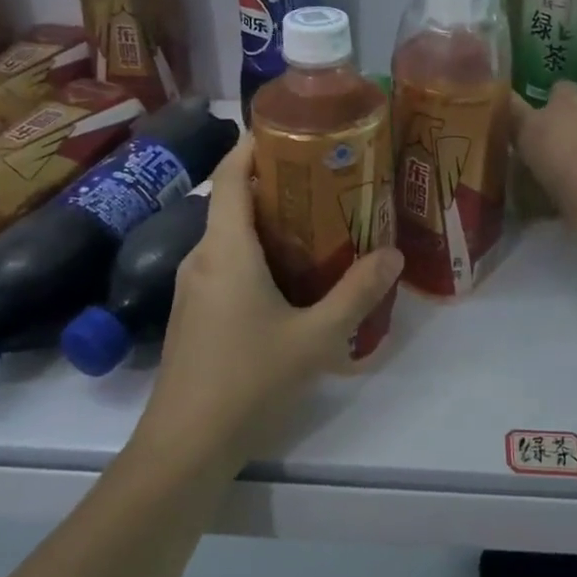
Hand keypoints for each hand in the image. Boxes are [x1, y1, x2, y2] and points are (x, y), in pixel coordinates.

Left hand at [135, 133, 402, 465]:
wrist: (184, 448)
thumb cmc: (248, 381)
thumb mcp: (315, 338)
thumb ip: (357, 293)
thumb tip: (393, 254)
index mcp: (226, 249)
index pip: (231, 174)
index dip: (254, 144)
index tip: (292, 129)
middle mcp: (202, 257)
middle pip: (232, 201)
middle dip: (275, 182)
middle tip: (326, 178)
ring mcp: (192, 287)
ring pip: (229, 235)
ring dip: (267, 221)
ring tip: (318, 221)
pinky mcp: (193, 313)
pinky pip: (225, 263)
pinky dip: (256, 251)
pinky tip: (290, 275)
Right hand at [509, 82, 576, 238]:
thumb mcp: (568, 219)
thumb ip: (552, 203)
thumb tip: (549, 200)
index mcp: (536, 133)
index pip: (509, 115)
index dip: (516, 128)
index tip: (525, 146)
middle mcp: (564, 106)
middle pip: (554, 101)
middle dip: (560, 120)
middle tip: (573, 152)